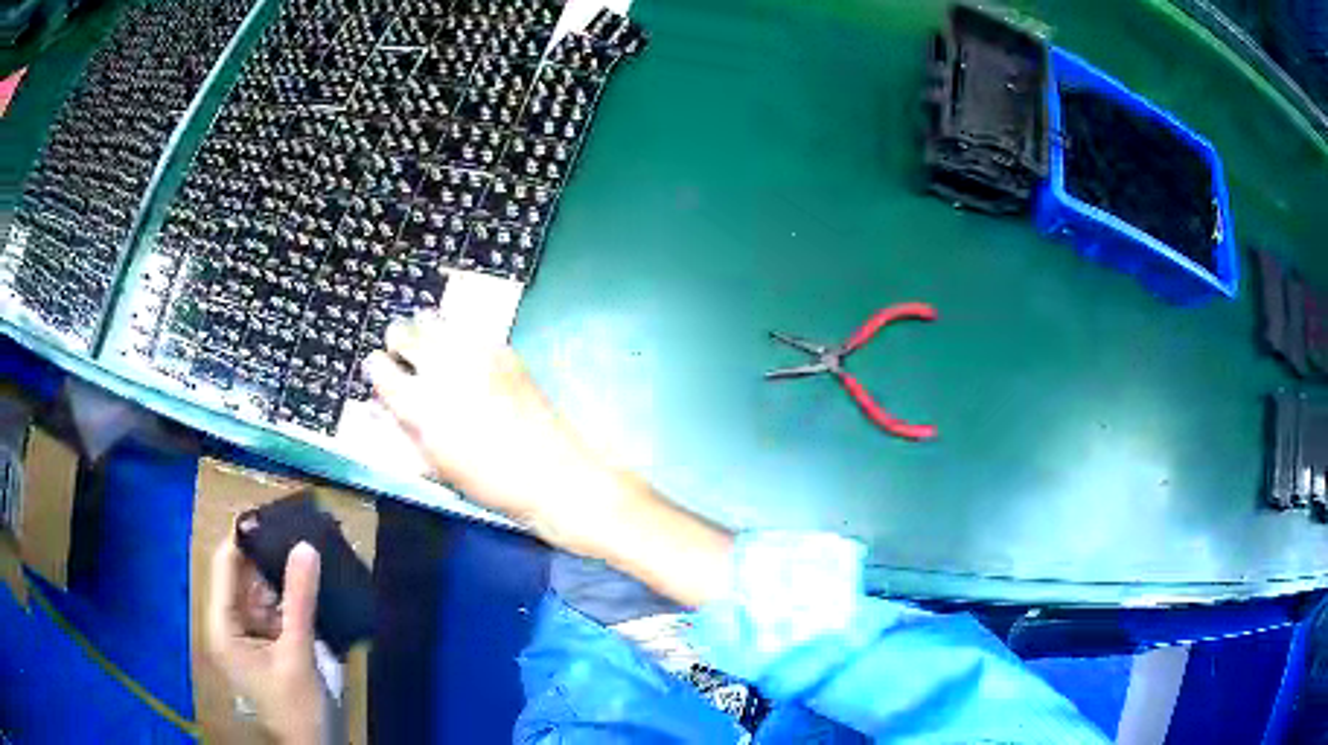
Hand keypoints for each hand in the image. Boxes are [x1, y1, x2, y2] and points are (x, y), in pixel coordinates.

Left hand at [206, 537, 325, 744]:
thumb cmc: (298, 707)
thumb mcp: (298, 653)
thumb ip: (299, 600)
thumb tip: (305, 546)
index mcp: (223, 627)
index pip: (226, 567)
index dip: (244, 538)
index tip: (272, 512)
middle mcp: (231, 625)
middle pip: (244, 576)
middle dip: (268, 555)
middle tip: (298, 527)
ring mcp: (251, 635)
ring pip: (263, 591)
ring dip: (284, 574)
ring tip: (309, 548)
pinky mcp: (271, 643)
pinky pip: (278, 609)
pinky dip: (294, 597)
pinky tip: (313, 582)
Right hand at [362, 312, 633, 554]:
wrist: (549, 472)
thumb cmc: (485, 481)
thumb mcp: (433, 465)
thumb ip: (400, 429)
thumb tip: (378, 404)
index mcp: (418, 404)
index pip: (378, 366)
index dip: (377, 370)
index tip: (383, 376)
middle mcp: (441, 368)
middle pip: (401, 329)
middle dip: (397, 343)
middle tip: (406, 360)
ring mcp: (473, 352)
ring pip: (431, 318)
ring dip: (425, 333)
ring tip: (434, 354)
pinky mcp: (501, 348)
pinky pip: (466, 329)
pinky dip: (457, 338)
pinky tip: (465, 360)